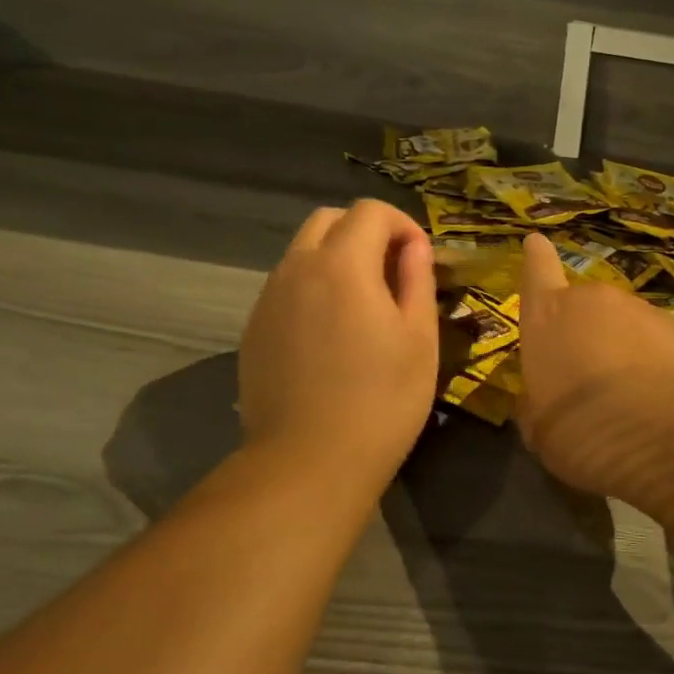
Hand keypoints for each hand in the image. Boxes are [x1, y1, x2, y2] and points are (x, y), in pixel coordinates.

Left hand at [238, 200, 438, 497]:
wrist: (308, 463)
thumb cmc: (381, 401)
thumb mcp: (419, 339)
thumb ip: (417, 280)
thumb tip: (414, 247)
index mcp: (342, 264)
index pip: (370, 211)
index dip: (402, 224)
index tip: (419, 259)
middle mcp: (297, 269)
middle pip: (328, 220)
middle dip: (365, 231)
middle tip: (392, 272)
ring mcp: (268, 299)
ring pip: (302, 252)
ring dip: (335, 258)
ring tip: (362, 304)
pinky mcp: (254, 329)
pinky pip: (286, 286)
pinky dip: (312, 287)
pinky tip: (330, 333)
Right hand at [516, 232, 673, 501]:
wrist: (671, 434)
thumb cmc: (583, 429)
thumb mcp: (540, 430)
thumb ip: (537, 405)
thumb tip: (538, 399)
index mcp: (548, 316)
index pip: (537, 272)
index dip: (536, 258)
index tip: (536, 241)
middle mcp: (593, 301)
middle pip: (583, 305)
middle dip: (583, 330)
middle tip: (586, 374)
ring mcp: (642, 311)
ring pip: (623, 324)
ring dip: (621, 348)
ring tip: (627, 395)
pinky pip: (657, 343)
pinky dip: (654, 363)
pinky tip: (659, 400)